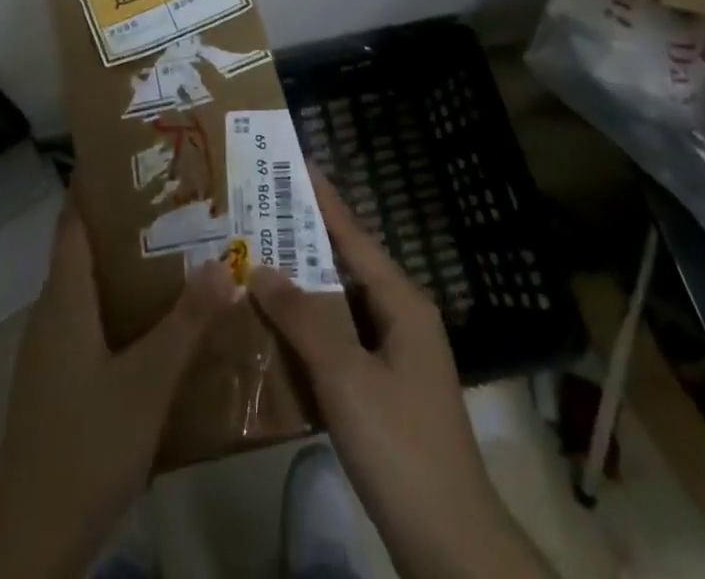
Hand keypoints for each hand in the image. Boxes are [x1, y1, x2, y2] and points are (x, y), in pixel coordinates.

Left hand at [0, 197, 237, 578]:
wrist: (29, 540)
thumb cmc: (85, 446)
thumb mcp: (146, 383)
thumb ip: (186, 324)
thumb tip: (224, 263)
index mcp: (64, 297)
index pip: (74, 218)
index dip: (97, 183)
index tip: (136, 157)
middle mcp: (53, 311)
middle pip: (86, 248)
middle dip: (128, 223)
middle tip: (180, 203)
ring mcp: (52, 348)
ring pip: (91, 288)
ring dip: (129, 267)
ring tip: (181, 252)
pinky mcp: (59, 380)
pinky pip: (92, 322)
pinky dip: (124, 308)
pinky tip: (161, 323)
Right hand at [250, 172, 543, 578]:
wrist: (449, 543)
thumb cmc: (399, 444)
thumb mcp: (344, 375)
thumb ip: (301, 317)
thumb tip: (260, 266)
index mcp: (402, 302)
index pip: (354, 234)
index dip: (323, 198)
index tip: (293, 163)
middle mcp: (402, 318)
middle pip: (346, 264)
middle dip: (304, 239)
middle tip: (258, 211)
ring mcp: (395, 356)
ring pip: (341, 304)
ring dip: (302, 285)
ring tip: (256, 260)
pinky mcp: (384, 389)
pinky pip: (340, 340)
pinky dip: (309, 328)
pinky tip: (275, 329)